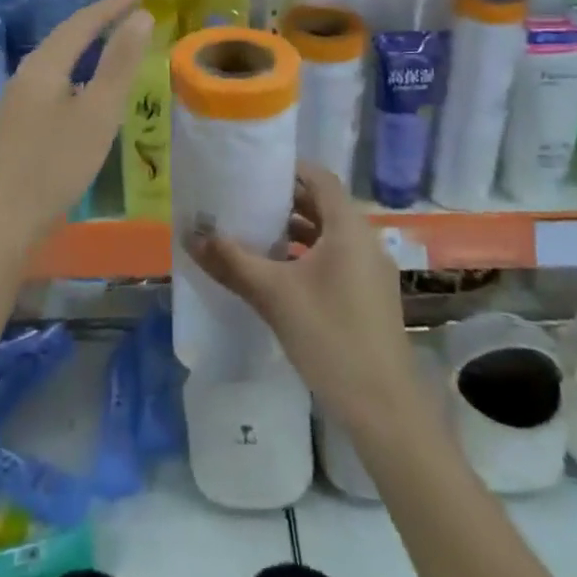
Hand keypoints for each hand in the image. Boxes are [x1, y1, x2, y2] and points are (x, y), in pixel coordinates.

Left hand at [0, 0, 151, 242]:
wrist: (0, 222)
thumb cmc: (55, 165)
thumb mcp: (98, 112)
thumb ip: (120, 63)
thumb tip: (140, 16)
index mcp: (44, 65)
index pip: (82, 22)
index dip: (113, 6)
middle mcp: (26, 74)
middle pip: (65, 36)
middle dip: (99, 20)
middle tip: (131, 12)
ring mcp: (17, 100)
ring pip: (57, 59)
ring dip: (86, 45)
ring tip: (113, 42)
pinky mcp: (17, 123)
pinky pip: (52, 80)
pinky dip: (77, 70)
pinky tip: (85, 88)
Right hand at [189, 163, 417, 431]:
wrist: (384, 408)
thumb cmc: (330, 337)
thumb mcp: (274, 296)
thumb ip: (233, 262)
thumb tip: (191, 236)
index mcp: (348, 228)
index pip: (320, 178)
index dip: (289, 169)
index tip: (255, 168)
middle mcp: (365, 240)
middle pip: (324, 205)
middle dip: (286, 201)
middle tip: (246, 199)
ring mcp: (371, 271)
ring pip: (330, 235)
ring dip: (296, 231)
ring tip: (256, 233)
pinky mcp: (370, 297)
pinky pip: (337, 259)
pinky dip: (309, 256)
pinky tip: (279, 274)